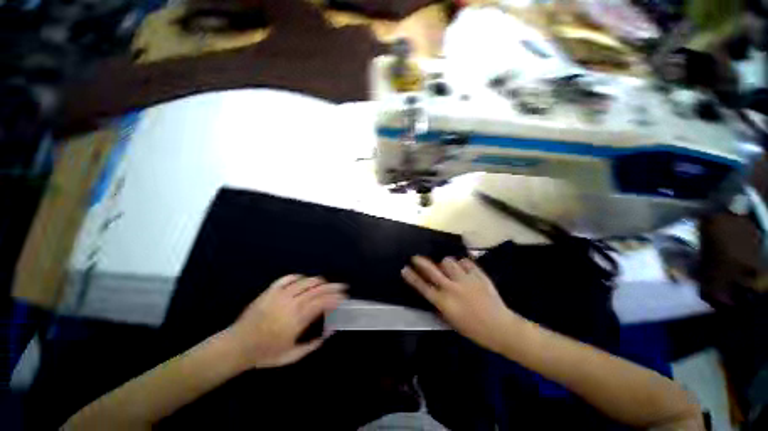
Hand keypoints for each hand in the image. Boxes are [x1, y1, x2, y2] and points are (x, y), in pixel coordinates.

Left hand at [225, 275, 346, 368]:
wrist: (237, 346)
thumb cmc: (265, 353)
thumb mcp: (292, 356)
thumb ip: (313, 345)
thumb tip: (329, 332)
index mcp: (297, 319)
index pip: (322, 302)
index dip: (335, 298)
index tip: (344, 297)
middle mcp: (291, 303)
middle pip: (317, 289)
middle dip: (332, 287)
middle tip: (342, 287)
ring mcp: (280, 294)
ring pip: (305, 281)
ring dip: (319, 281)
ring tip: (326, 284)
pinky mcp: (270, 291)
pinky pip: (288, 278)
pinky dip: (299, 277)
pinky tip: (304, 280)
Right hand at [401, 256, 520, 351]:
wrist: (500, 327)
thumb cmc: (474, 329)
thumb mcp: (452, 321)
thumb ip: (441, 305)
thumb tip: (433, 292)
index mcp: (445, 302)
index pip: (423, 287)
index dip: (412, 277)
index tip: (404, 269)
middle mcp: (452, 288)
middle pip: (432, 270)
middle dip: (421, 262)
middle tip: (415, 257)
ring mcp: (466, 280)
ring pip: (449, 262)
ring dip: (445, 263)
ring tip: (448, 267)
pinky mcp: (478, 275)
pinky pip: (466, 262)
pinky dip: (463, 264)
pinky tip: (463, 268)